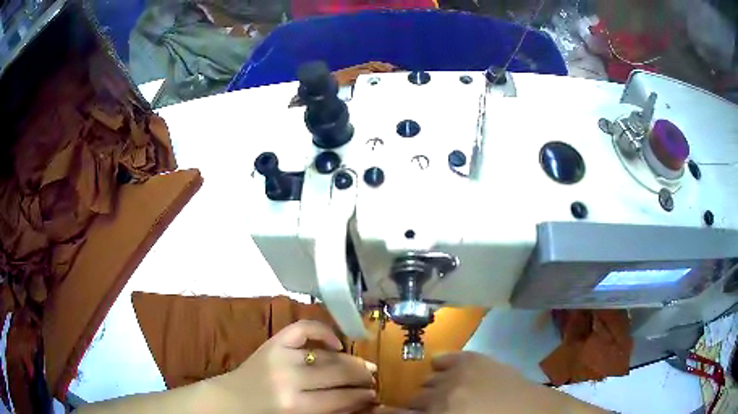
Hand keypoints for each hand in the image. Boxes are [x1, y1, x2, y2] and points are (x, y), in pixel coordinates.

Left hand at [210, 320, 376, 413]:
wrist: (232, 399)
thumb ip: (327, 412)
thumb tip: (359, 402)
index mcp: (295, 405)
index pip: (340, 398)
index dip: (361, 396)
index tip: (374, 395)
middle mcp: (290, 379)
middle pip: (337, 374)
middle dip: (361, 377)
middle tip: (373, 379)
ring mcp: (281, 356)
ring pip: (326, 355)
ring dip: (350, 360)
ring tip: (364, 366)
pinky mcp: (273, 342)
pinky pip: (303, 329)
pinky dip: (323, 331)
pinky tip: (336, 342)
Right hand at [407, 352, 605, 413]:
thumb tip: (415, 413)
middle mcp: (442, 395)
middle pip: (413, 398)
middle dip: (416, 407)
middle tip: (427, 411)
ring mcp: (459, 373)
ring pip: (427, 381)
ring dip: (430, 390)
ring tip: (441, 397)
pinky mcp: (475, 359)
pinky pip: (445, 359)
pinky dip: (440, 366)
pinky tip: (442, 371)